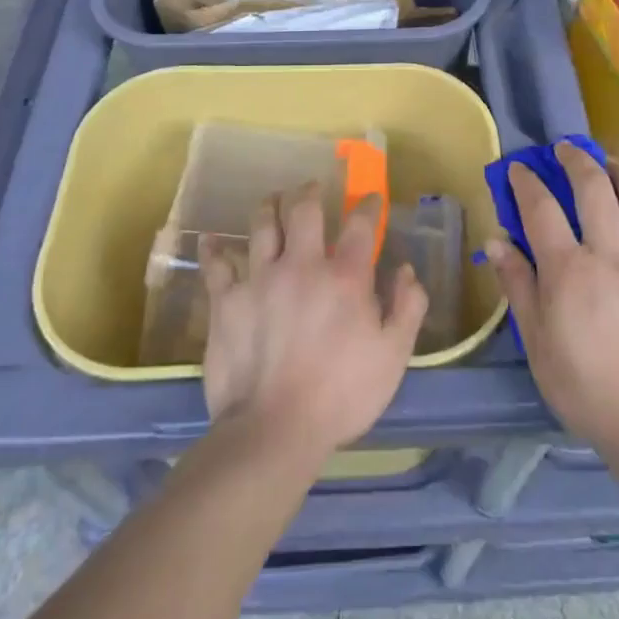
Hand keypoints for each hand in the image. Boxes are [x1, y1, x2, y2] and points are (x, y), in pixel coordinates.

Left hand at [200, 183, 427, 466]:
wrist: (274, 430)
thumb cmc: (342, 395)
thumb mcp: (393, 356)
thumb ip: (407, 307)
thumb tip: (406, 270)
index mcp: (345, 276)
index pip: (360, 224)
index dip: (367, 206)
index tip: (371, 199)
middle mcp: (302, 264)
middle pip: (304, 209)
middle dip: (310, 192)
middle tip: (312, 188)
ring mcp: (260, 278)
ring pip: (262, 224)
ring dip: (269, 206)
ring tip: (272, 200)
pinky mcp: (226, 300)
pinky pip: (216, 264)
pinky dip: (214, 249)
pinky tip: (211, 241)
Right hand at [485, 143, 618, 460]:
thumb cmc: (585, 388)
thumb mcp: (538, 343)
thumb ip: (518, 286)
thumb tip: (497, 242)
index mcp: (569, 272)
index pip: (542, 209)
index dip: (527, 182)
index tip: (518, 167)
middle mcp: (610, 255)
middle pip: (594, 188)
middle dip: (576, 160)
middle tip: (564, 149)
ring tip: (608, 164)